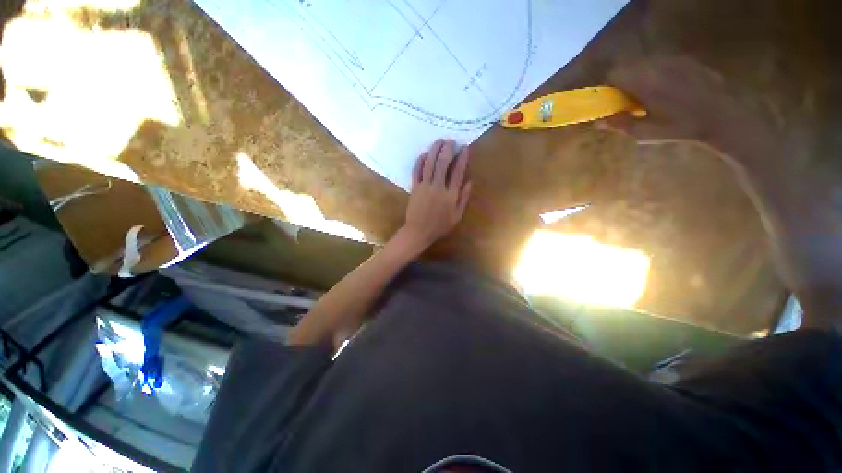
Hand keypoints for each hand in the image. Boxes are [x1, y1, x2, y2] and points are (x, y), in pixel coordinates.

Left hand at [396, 139, 471, 252]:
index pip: (457, 172)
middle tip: (451, 141)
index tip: (465, 148)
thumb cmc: (440, 226)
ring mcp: (424, 186)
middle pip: (442, 163)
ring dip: (434, 150)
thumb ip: (463, 198)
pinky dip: (420, 161)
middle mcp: (437, 187)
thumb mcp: (457, 216)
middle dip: (447, 149)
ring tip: (439, 141)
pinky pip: (416, 171)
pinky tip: (424, 154)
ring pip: (429, 164)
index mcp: (450, 195)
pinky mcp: (414, 187)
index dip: (462, 158)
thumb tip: (469, 181)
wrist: (419, 231)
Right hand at [601, 56, 775, 162]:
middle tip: (627, 98)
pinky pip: (664, 63)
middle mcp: (657, 65)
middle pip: (630, 65)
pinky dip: (658, 73)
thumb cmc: (680, 128)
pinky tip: (667, 89)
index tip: (608, 97)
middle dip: (623, 80)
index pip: (615, 73)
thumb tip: (597, 123)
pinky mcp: (688, 61)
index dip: (608, 84)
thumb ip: (620, 125)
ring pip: (647, 63)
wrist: (722, 117)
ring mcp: (674, 61)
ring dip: (641, 76)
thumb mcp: (646, 133)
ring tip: (648, 94)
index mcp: (644, 82)